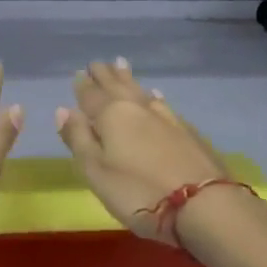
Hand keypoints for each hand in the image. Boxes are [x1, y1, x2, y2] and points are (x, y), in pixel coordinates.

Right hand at [54, 58, 227, 245]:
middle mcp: (137, 108)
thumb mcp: (97, 172)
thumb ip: (79, 139)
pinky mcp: (186, 130)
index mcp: (111, 116)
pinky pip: (162, 103)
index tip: (77, 73)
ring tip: (121, 65)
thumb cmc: (139, 192)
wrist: (203, 204)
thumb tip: (63, 109)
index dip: (82, 86)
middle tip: (97, 62)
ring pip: (141, 90)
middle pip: (117, 86)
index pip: (91, 95)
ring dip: (128, 78)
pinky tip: (156, 95)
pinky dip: (153, 96)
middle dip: (105, 74)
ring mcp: (165, 117)